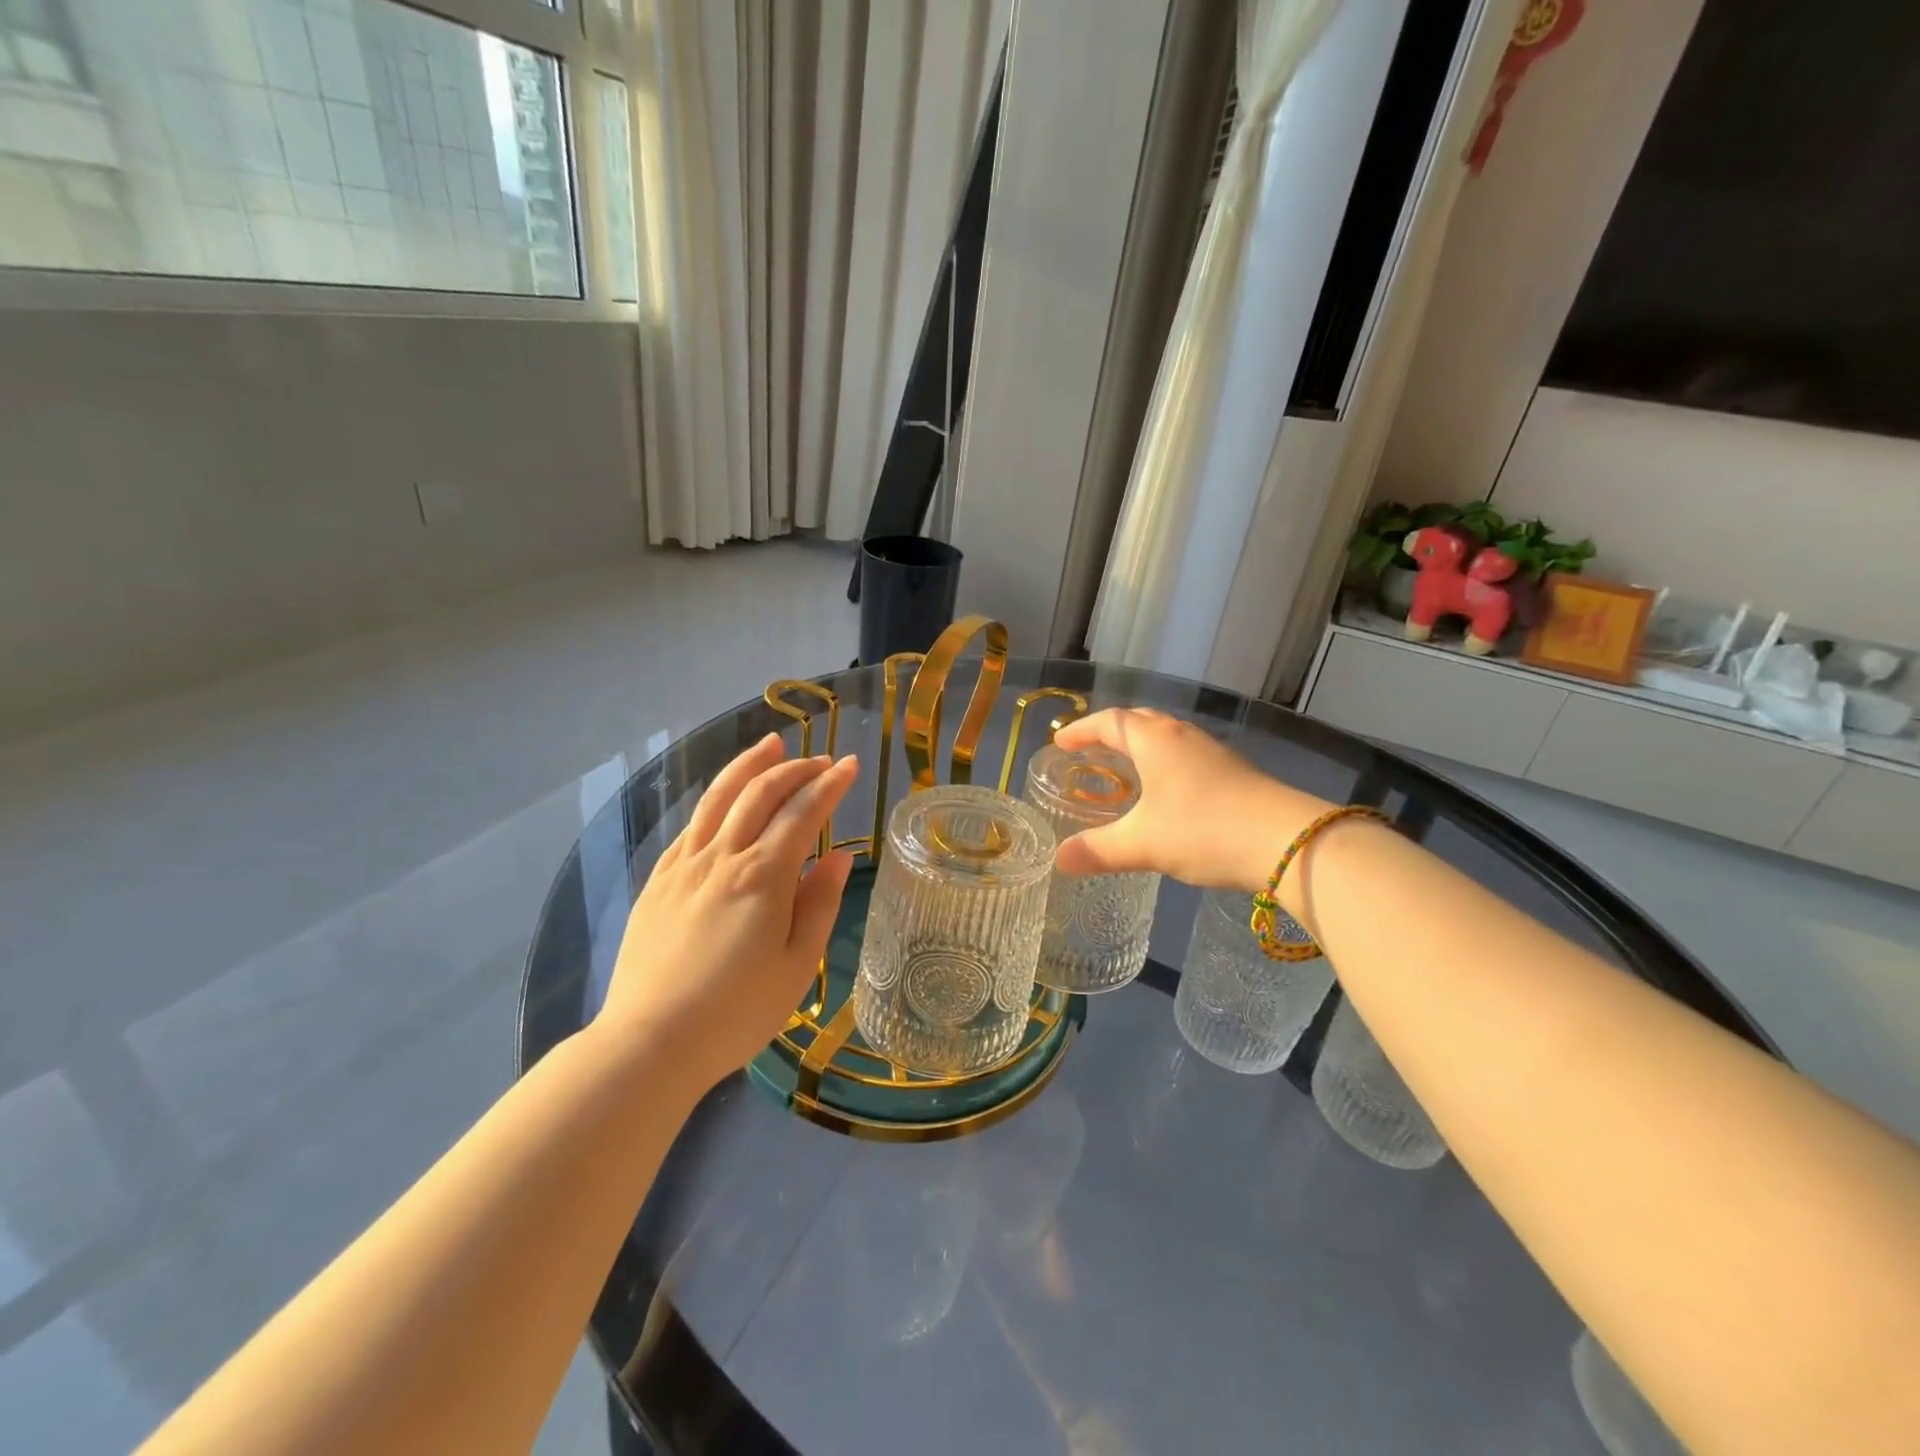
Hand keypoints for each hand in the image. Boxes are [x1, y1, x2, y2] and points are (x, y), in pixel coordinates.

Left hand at [598, 734, 858, 1092]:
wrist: (650, 1043)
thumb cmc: (736, 1013)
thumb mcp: (797, 967)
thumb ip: (819, 905)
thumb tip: (840, 857)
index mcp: (763, 877)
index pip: (803, 813)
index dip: (829, 784)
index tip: (850, 765)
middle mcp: (722, 858)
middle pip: (760, 794)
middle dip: (795, 769)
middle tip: (821, 760)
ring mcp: (684, 866)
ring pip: (719, 798)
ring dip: (748, 765)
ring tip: (770, 744)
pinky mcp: (658, 881)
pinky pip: (691, 825)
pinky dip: (715, 800)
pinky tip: (724, 798)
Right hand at [1051, 708, 1330, 891]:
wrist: (1288, 841)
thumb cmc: (1203, 830)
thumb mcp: (1143, 843)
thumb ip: (1099, 850)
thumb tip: (1059, 860)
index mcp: (1155, 741)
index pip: (1110, 722)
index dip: (1082, 730)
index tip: (1060, 742)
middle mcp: (1183, 737)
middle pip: (1141, 721)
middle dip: (1112, 732)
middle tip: (1090, 750)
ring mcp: (1213, 753)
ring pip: (1168, 737)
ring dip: (1142, 746)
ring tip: (1126, 768)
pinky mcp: (1234, 772)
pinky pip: (1187, 756)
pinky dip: (1165, 764)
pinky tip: (1168, 792)